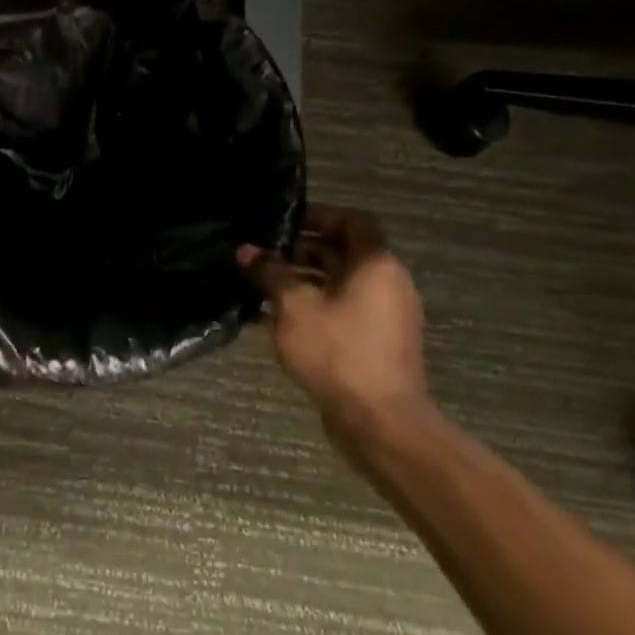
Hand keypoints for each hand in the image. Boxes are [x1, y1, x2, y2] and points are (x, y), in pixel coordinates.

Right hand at [238, 206, 426, 436]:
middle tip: (260, 257)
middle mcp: (387, 283)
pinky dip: (310, 307)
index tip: (282, 224)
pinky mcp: (375, 342)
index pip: (353, 221)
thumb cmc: (337, 351)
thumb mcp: (293, 306)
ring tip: (259, 287)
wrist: (378, 418)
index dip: (318, 216)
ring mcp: (384, 315)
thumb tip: (247, 251)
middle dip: (299, 251)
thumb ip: (269, 273)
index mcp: (376, 265)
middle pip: (343, 253)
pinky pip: (340, 311)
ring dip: (300, 281)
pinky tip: (273, 319)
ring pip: (338, 284)